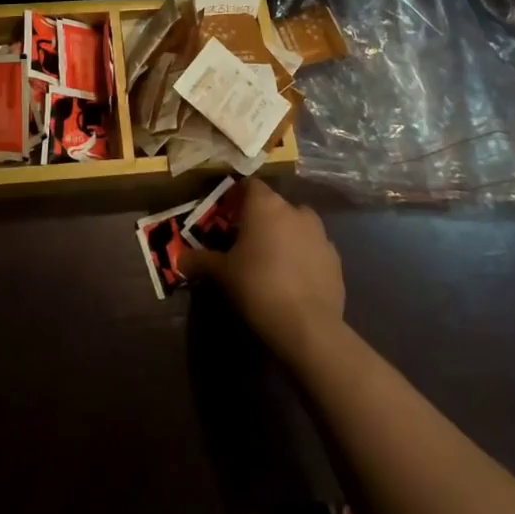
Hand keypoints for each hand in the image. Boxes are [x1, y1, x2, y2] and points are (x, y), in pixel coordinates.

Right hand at [177, 179, 344, 365]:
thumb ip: (200, 262)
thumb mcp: (222, 274)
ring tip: (273, 264)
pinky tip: (295, 282)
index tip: (228, 218)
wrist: (308, 327)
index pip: (249, 186)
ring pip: (297, 226)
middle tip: (247, 245)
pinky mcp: (335, 258)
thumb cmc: (258, 287)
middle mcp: (294, 209)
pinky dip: (304, 258)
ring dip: (285, 237)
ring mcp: (320, 233)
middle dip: (261, 220)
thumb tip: (179, 259)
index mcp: (265, 204)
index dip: (238, 199)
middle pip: (274, 206)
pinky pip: (314, 249)